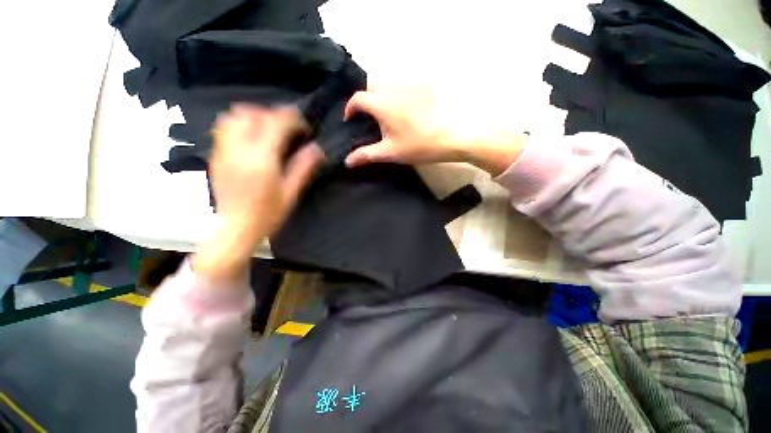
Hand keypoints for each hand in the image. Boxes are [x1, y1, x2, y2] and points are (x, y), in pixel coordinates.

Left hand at [195, 105, 324, 282]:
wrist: (235, 228)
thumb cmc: (267, 213)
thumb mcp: (291, 192)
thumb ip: (304, 167)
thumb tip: (317, 148)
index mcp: (261, 158)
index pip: (276, 122)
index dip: (293, 119)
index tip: (305, 128)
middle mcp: (239, 148)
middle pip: (253, 113)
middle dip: (274, 114)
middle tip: (289, 128)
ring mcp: (223, 150)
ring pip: (234, 116)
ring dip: (255, 115)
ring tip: (270, 128)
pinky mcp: (216, 155)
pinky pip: (225, 127)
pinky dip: (241, 123)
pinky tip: (253, 137)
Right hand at [344, 89, 526, 175]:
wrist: (454, 138)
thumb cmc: (420, 146)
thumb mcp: (391, 152)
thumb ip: (367, 155)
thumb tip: (347, 161)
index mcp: (383, 104)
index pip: (358, 98)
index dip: (350, 108)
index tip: (350, 121)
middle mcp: (394, 90)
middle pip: (371, 89)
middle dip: (364, 102)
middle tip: (367, 121)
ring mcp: (409, 87)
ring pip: (386, 87)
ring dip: (379, 99)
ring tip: (383, 118)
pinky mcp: (423, 88)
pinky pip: (401, 88)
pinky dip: (394, 97)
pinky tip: (401, 113)